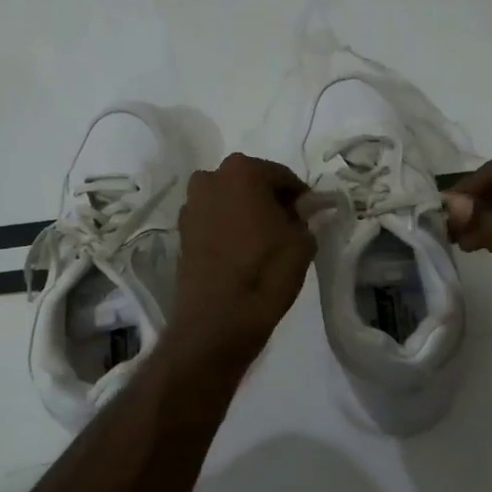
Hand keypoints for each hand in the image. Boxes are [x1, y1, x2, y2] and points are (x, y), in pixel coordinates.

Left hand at [169, 153, 316, 368]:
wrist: (218, 320)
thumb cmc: (266, 272)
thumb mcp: (302, 241)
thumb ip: (306, 216)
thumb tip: (305, 207)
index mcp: (242, 170)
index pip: (282, 176)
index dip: (300, 197)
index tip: (310, 217)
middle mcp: (210, 178)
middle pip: (250, 184)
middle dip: (268, 201)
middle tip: (287, 228)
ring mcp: (191, 205)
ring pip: (228, 202)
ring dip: (245, 214)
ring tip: (264, 242)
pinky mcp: (181, 233)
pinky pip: (213, 222)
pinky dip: (227, 229)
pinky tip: (241, 253)